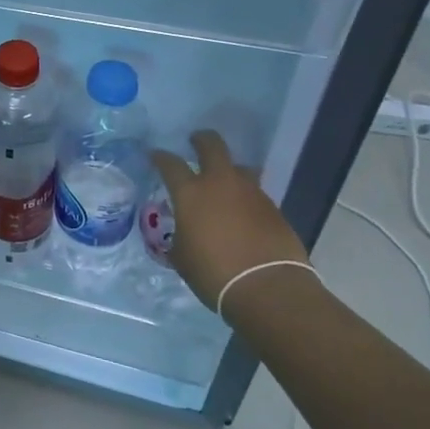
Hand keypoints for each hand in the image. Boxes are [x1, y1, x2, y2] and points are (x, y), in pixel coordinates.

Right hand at [151, 131, 309, 316]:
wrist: (268, 288)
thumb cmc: (214, 273)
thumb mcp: (182, 257)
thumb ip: (179, 237)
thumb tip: (182, 233)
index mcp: (191, 193)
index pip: (170, 164)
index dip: (161, 157)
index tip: (155, 155)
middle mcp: (221, 183)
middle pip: (212, 146)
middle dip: (202, 140)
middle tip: (195, 142)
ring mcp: (251, 193)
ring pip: (240, 168)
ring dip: (229, 170)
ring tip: (224, 182)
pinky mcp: (274, 208)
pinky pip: (255, 194)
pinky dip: (246, 198)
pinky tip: (243, 214)